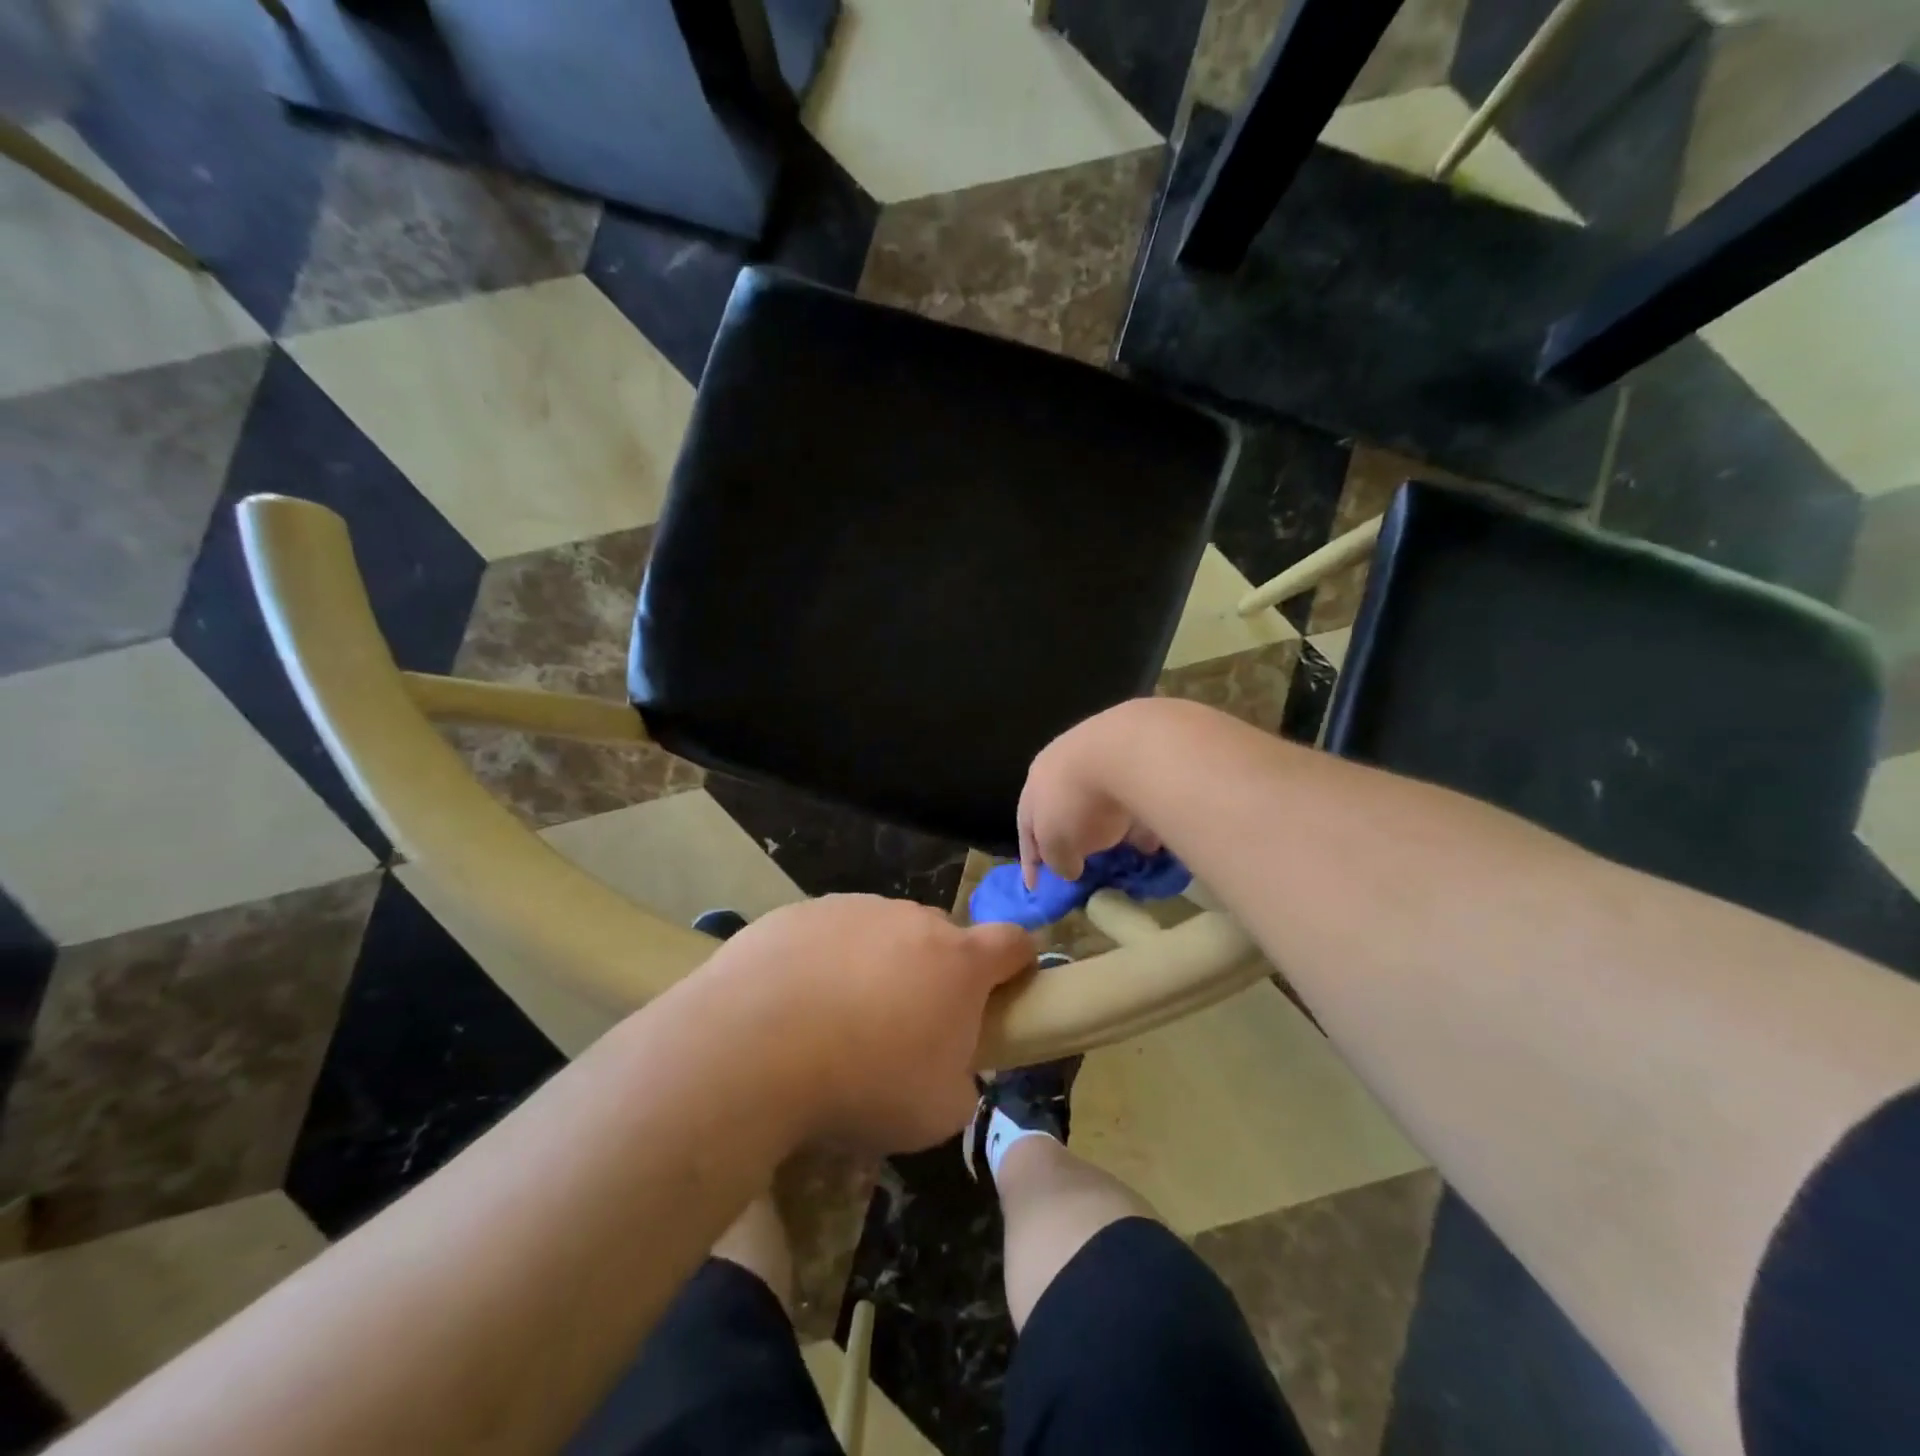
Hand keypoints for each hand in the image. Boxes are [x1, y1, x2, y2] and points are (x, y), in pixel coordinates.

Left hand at [704, 895, 1034, 1152]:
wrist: (753, 1047)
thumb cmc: (862, 1083)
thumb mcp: (937, 1113)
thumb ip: (963, 1082)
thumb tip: (952, 1069)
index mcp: (958, 962)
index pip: (1013, 943)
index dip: (1018, 963)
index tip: (1007, 989)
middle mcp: (911, 920)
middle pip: (942, 937)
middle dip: (937, 972)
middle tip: (907, 1024)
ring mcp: (855, 909)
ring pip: (883, 932)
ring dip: (878, 965)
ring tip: (840, 1019)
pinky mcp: (802, 911)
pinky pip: (830, 933)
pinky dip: (827, 960)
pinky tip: (795, 1004)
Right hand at [1018, 703, 1160, 888]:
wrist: (1127, 751)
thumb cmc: (1077, 801)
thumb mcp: (1056, 844)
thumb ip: (1056, 860)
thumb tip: (1068, 869)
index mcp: (1035, 784)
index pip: (1027, 827)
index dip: (1031, 860)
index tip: (1036, 888)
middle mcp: (1064, 765)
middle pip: (1064, 808)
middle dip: (1073, 836)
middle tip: (1084, 862)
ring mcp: (1102, 756)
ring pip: (1101, 800)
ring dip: (1110, 826)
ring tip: (1124, 852)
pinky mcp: (1138, 755)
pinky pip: (1135, 795)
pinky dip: (1139, 817)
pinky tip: (1153, 837)